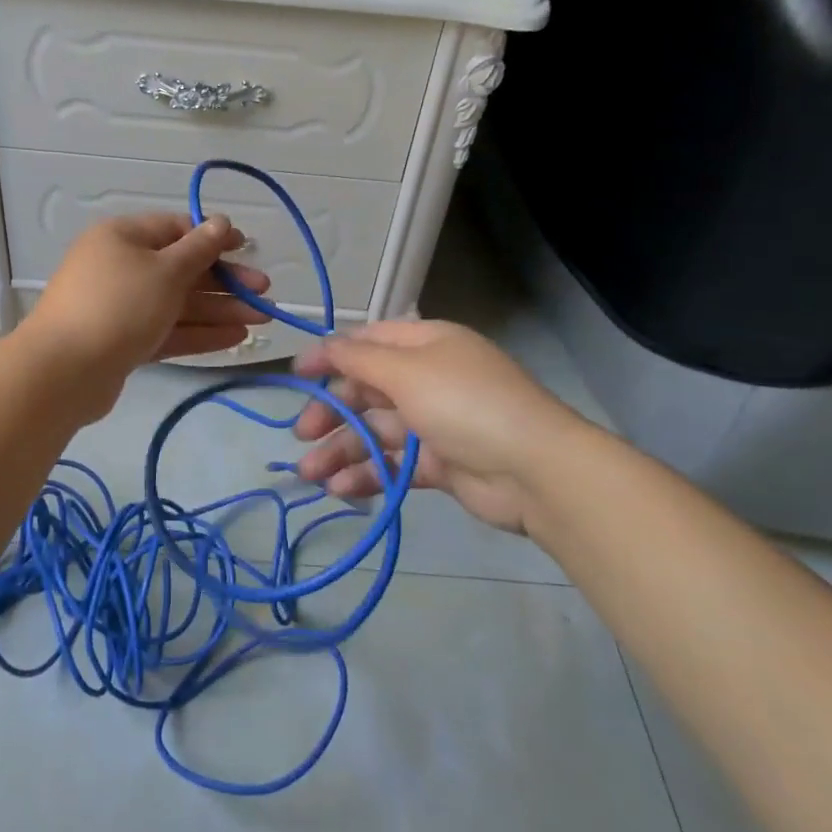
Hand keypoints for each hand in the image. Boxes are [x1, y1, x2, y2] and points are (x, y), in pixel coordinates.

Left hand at [22, 212, 270, 415]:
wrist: (64, 371)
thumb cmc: (119, 305)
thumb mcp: (165, 271)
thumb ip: (199, 248)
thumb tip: (221, 222)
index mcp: (123, 237)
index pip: (176, 229)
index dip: (214, 238)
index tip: (248, 249)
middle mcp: (121, 267)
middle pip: (181, 269)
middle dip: (224, 281)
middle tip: (264, 293)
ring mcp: (121, 307)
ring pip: (177, 303)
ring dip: (219, 310)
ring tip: (261, 320)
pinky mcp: (123, 341)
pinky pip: (167, 330)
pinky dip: (199, 333)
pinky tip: (235, 339)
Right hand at [289, 319, 588, 534]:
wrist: (535, 470)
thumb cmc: (465, 404)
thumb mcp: (407, 371)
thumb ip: (358, 359)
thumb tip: (324, 344)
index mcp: (425, 344)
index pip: (367, 343)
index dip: (330, 356)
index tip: (296, 375)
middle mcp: (427, 378)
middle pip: (366, 390)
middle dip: (331, 412)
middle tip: (302, 435)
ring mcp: (434, 422)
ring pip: (375, 431)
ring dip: (341, 450)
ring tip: (311, 474)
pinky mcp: (439, 463)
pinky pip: (393, 463)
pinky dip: (367, 474)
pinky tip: (341, 489)